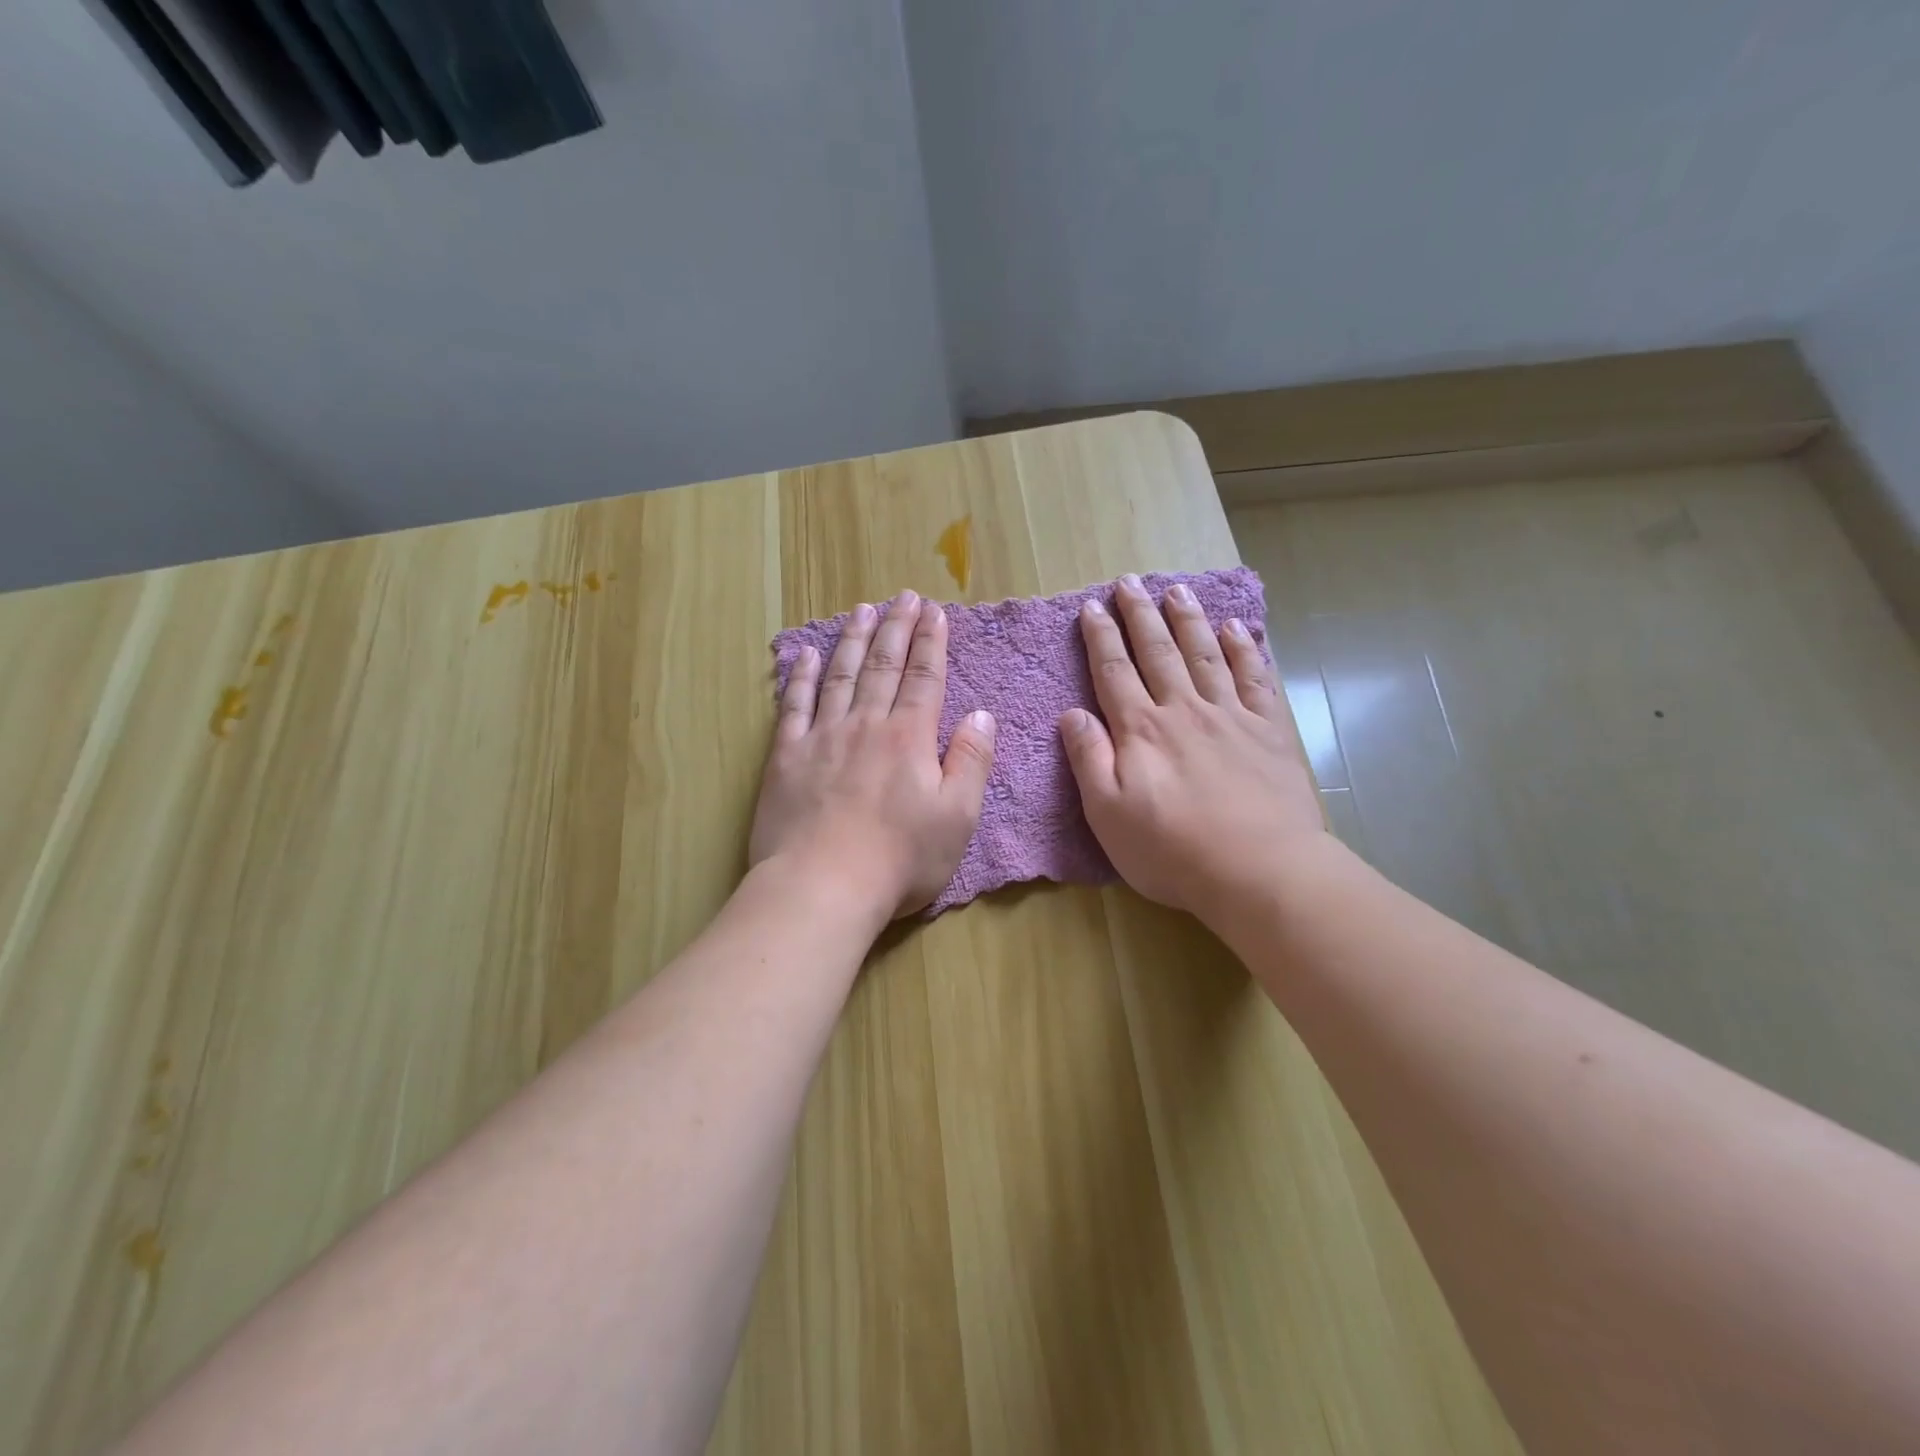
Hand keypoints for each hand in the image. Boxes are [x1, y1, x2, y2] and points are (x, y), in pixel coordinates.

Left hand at [751, 589, 995, 918]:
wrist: (823, 886)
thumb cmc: (900, 859)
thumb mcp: (958, 817)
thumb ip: (971, 761)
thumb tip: (980, 715)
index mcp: (909, 737)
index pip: (924, 678)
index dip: (931, 642)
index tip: (935, 611)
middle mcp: (866, 724)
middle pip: (883, 666)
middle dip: (896, 628)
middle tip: (903, 597)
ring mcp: (822, 737)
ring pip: (841, 675)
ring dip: (853, 639)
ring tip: (861, 609)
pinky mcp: (786, 757)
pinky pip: (794, 705)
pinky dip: (801, 676)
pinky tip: (807, 655)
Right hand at [1059, 574, 1324, 920]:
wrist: (1259, 870)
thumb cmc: (1172, 850)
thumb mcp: (1108, 813)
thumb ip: (1089, 758)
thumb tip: (1072, 713)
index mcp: (1141, 730)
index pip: (1114, 672)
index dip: (1101, 637)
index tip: (1093, 606)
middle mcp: (1183, 710)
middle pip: (1158, 652)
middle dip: (1141, 615)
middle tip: (1130, 581)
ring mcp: (1230, 716)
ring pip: (1204, 655)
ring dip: (1188, 620)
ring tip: (1177, 590)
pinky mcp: (1269, 731)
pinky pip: (1255, 678)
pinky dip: (1244, 649)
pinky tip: (1236, 628)